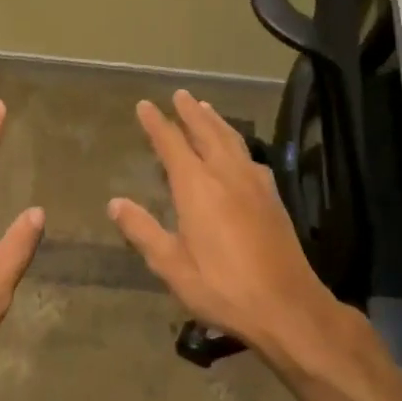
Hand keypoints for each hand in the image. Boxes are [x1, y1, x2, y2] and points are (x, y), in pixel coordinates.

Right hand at [107, 90, 339, 358]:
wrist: (286, 306)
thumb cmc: (222, 287)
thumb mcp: (171, 265)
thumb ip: (143, 231)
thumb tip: (115, 203)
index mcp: (197, 187)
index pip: (172, 144)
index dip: (157, 124)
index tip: (145, 105)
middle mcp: (226, 174)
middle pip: (207, 132)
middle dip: (191, 112)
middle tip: (181, 94)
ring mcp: (254, 184)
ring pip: (232, 140)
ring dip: (217, 122)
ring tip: (207, 109)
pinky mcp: (273, 198)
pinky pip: (250, 157)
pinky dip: (238, 144)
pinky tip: (239, 152)